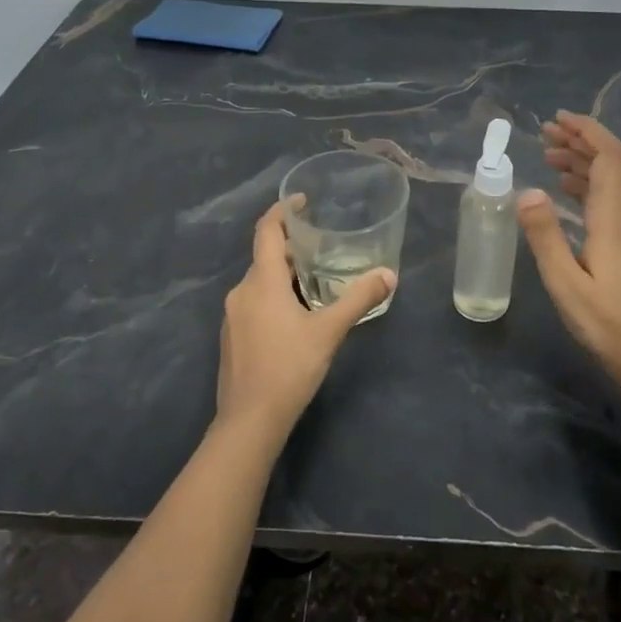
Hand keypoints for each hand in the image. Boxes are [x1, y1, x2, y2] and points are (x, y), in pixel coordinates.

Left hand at [217, 200, 395, 439]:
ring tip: (314, 277)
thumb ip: (359, 299)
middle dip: (290, 246)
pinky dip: (273, 296)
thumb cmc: (289, 367)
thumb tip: (389, 275)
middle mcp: (241, 291)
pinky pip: (253, 302)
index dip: (282, 210)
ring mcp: (232, 315)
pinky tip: (295, 315)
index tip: (302, 200)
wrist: (249, 421)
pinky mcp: (232, 337)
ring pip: (259, 282)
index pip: (266, 230)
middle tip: (321, 244)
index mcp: (262, 282)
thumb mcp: (329, 330)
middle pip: (264, 256)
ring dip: (283, 273)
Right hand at [517, 112, 620, 369]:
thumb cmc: (604, 320)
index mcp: (614, 216)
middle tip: (544, 134)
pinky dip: (585, 182)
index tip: (557, 120)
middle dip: (579, 140)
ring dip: (580, 161)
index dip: (586, 131)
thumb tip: (527, 191)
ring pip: (608, 179)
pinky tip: (563, 189)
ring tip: (547, 156)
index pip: (609, 156)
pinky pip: (606, 196)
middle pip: (609, 162)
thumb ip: (545, 235)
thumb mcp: (564, 281)